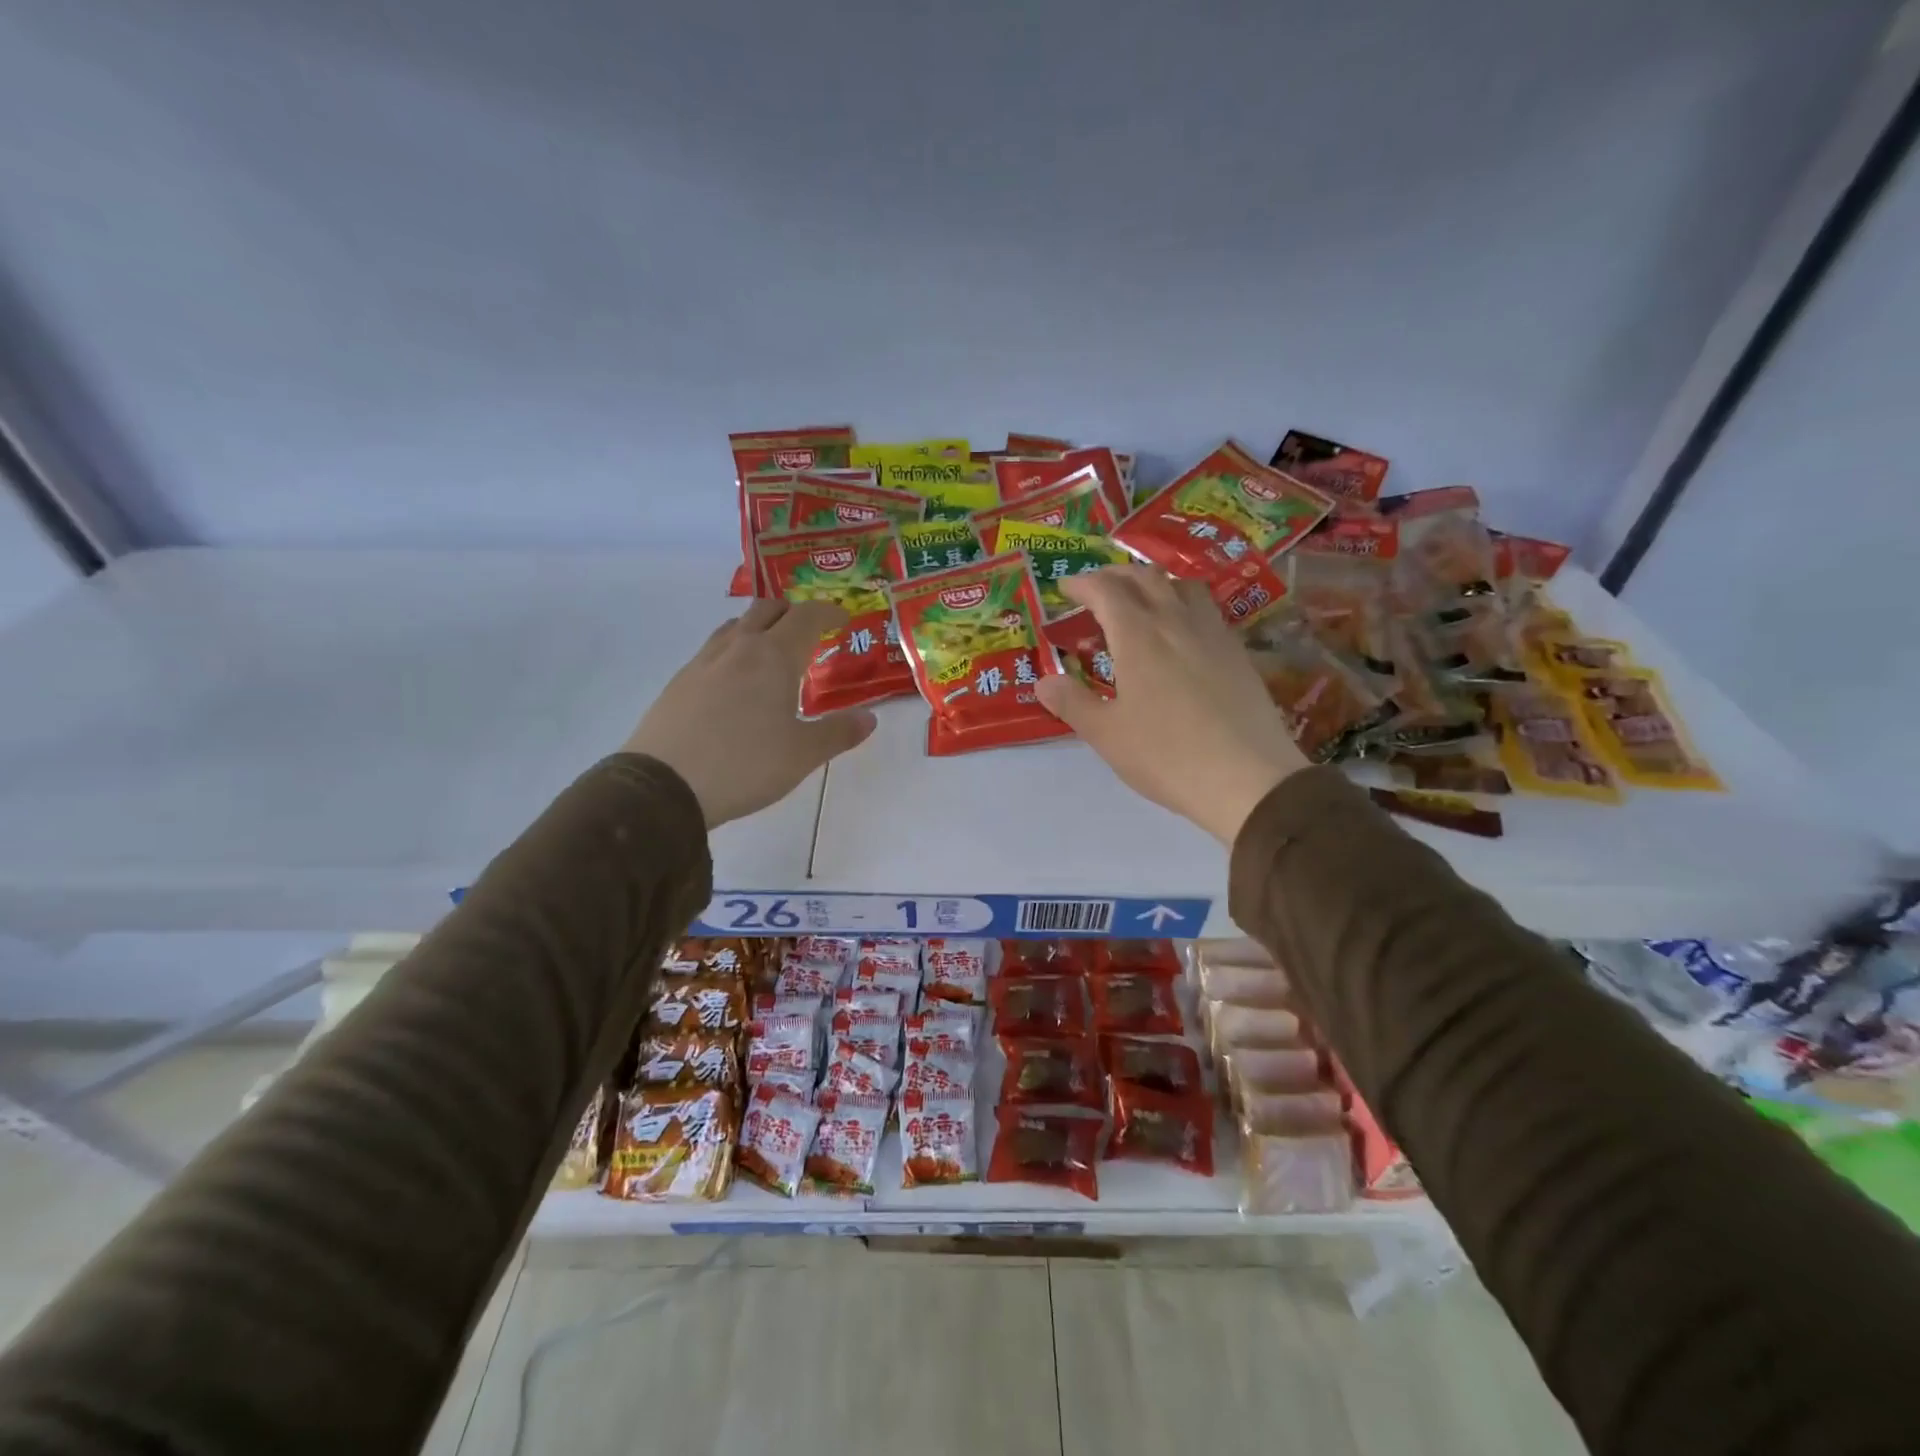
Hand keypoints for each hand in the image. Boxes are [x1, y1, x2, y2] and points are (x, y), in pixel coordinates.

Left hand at [623, 599, 876, 826]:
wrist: (664, 784)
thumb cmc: (745, 764)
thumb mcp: (802, 754)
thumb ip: (838, 733)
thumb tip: (869, 718)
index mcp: (774, 656)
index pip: (806, 617)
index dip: (828, 612)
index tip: (842, 619)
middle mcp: (738, 648)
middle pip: (767, 609)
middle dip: (792, 612)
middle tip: (809, 631)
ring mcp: (703, 662)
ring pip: (736, 626)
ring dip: (759, 628)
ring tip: (771, 653)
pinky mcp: (679, 682)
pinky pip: (713, 651)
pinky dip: (733, 652)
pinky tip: (734, 682)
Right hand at [1034, 566, 1307, 844]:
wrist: (1249, 779)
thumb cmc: (1167, 756)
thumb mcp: (1107, 735)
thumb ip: (1073, 703)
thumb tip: (1044, 680)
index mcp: (1138, 636)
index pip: (1106, 591)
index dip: (1083, 584)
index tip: (1066, 589)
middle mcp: (1176, 622)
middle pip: (1145, 578)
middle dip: (1116, 576)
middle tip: (1097, 590)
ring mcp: (1213, 634)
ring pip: (1182, 586)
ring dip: (1154, 583)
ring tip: (1140, 602)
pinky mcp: (1238, 653)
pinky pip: (1206, 610)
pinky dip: (1183, 604)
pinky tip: (1181, 633)